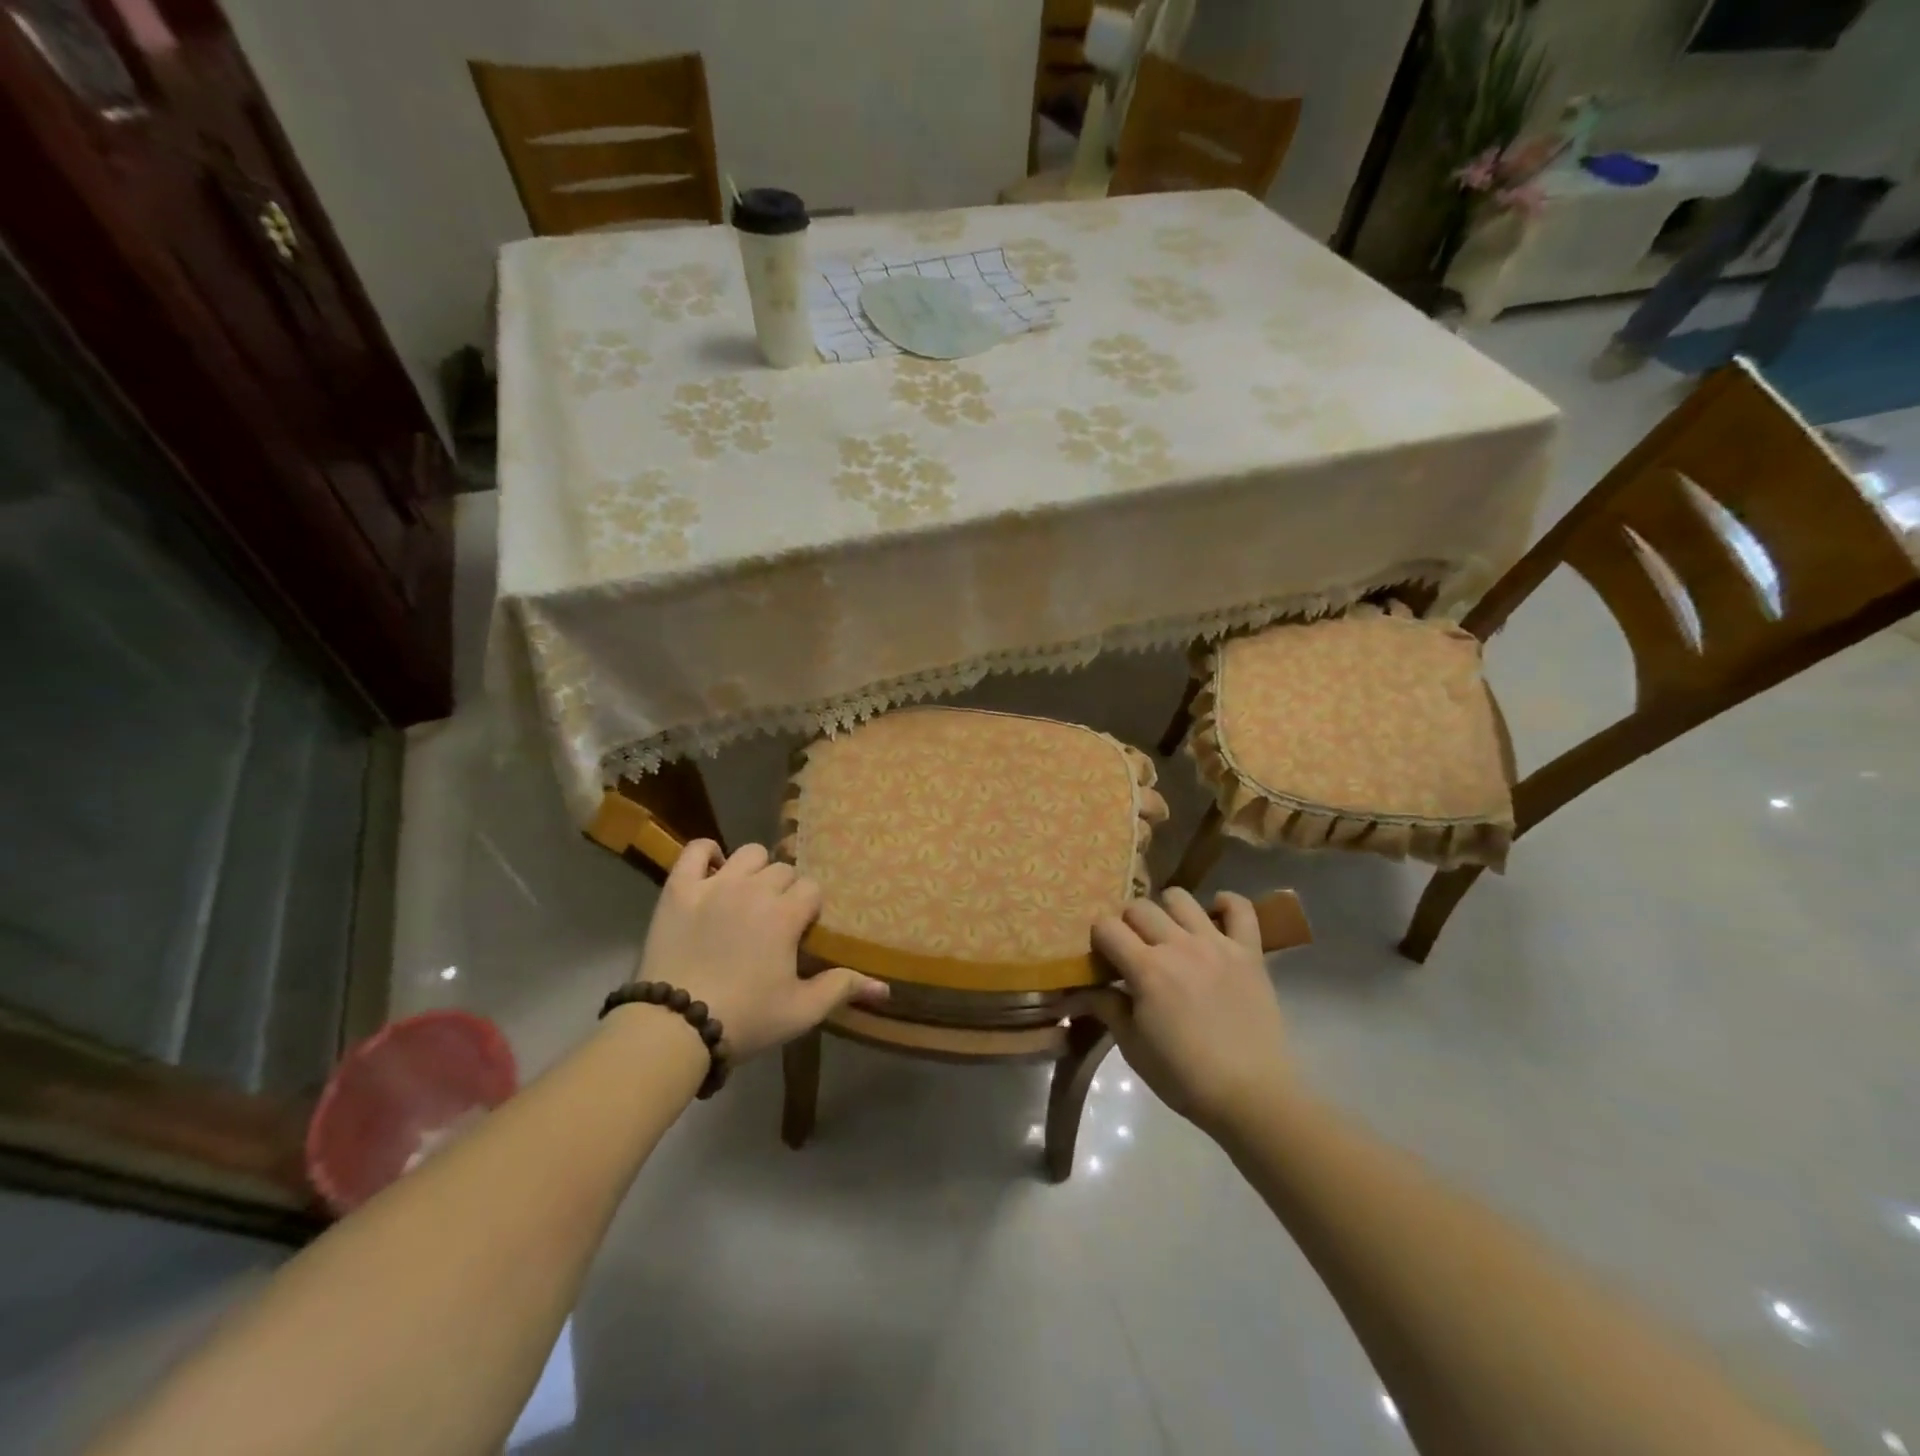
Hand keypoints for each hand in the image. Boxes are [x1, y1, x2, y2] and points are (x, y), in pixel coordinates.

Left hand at [632, 841, 886, 1061]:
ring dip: (755, 870)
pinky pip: (696, 850)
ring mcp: (715, 884)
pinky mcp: (679, 889)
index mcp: (786, 914)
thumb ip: (842, 989)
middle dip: (785, 891)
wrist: (674, 1027)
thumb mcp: (801, 1011)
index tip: (800, 933)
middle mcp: (755, 889)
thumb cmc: (746, 1019)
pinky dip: (708, 854)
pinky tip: (713, 873)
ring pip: (749, 853)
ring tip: (748, 896)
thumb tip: (885, 988)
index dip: (809, 909)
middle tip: (774, 921)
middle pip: (784, 870)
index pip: (812, 889)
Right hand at [1091, 888, 1291, 1135]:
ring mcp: (1217, 944)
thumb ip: (1107, 1008)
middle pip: (1140, 907)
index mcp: (1146, 969)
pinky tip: (1214, 917)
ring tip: (1170, 935)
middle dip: (1128, 924)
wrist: (1252, 1096)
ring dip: (1167, 911)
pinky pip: (1241, 909)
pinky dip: (1226, 904)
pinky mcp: (1249, 952)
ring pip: (1180, 898)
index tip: (1103, 960)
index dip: (1099, 939)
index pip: (1107, 927)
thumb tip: (1081, 990)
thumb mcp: (1133, 1048)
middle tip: (1134, 950)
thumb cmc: (1184, 1077)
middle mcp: (1178, 945)